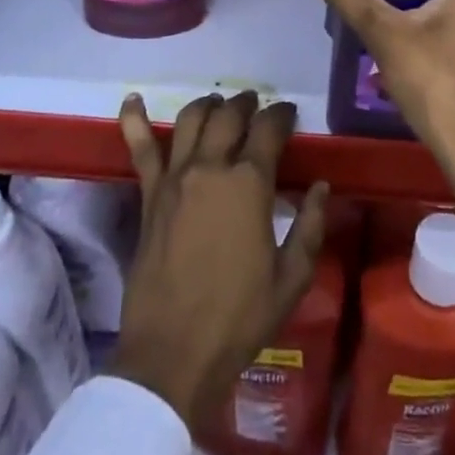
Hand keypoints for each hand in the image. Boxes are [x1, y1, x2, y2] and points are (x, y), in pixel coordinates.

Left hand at [111, 91, 329, 431]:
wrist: (173, 356)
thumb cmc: (239, 319)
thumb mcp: (291, 278)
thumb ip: (310, 226)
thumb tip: (322, 186)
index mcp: (249, 184)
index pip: (269, 129)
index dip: (282, 115)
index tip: (289, 114)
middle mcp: (211, 168)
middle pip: (230, 116)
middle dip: (247, 104)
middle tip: (257, 107)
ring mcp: (175, 179)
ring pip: (191, 120)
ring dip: (209, 105)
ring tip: (219, 104)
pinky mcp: (149, 196)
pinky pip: (140, 150)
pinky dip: (134, 120)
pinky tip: (132, 98)